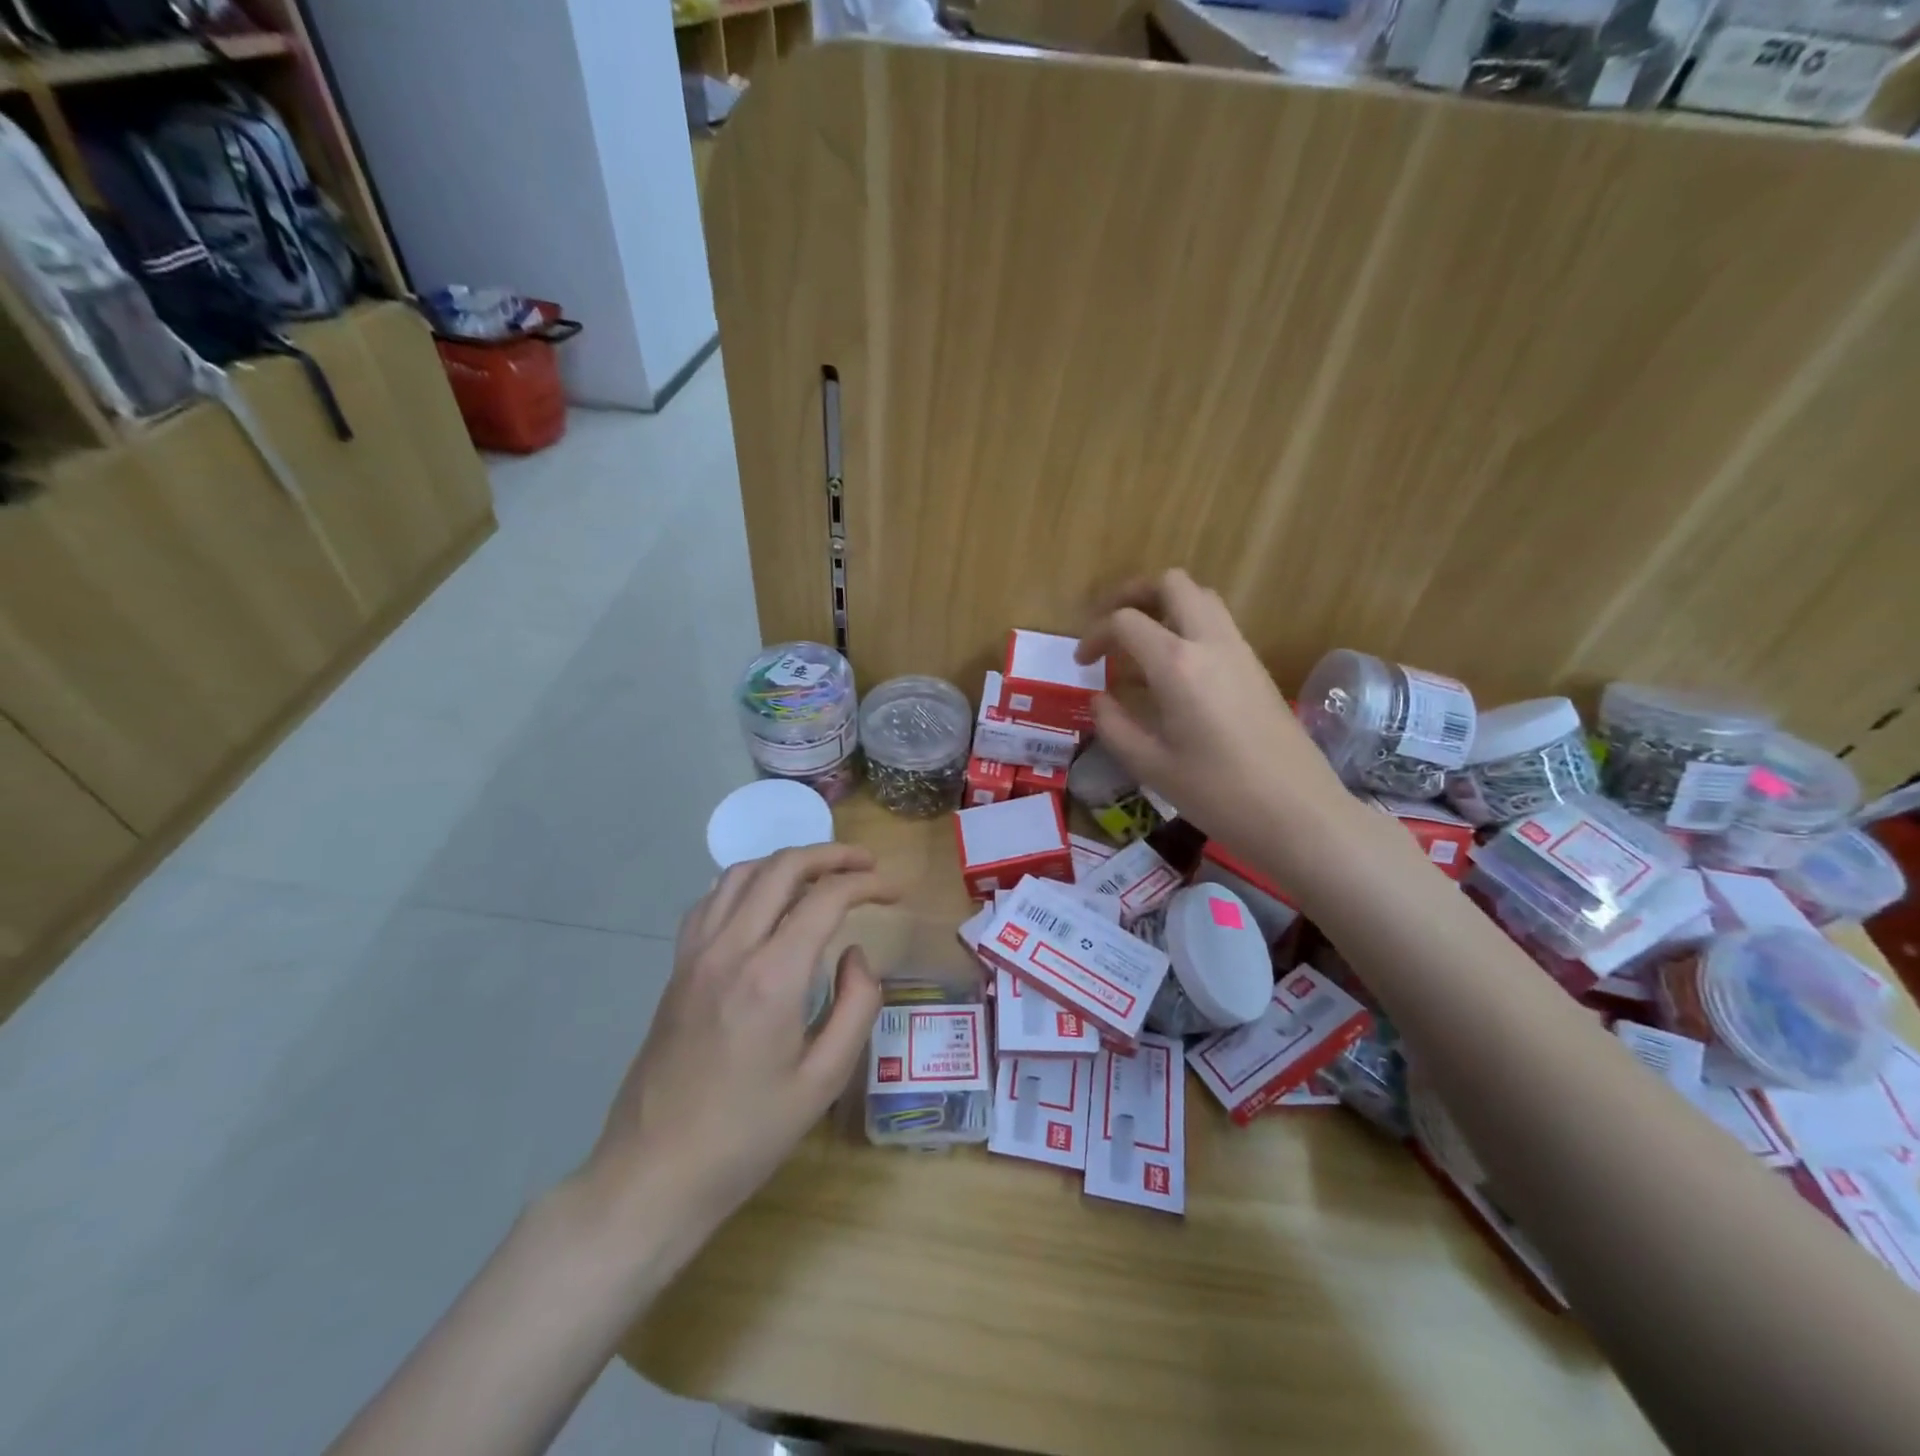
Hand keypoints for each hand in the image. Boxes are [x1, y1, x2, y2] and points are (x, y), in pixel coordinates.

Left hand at [579, 845, 895, 1236]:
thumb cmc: (747, 1136)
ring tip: (821, 874)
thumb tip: (855, 955)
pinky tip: (764, 901)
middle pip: (782, 868)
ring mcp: (695, 953)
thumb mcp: (823, 1081)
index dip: (866, 883)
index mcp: (772, 977)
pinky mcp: (677, 967)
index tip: (893, 890)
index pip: (825, 898)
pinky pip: (712, 899)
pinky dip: (747, 882)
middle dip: (830, 855)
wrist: (653, 1174)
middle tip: (866, 864)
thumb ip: (855, 1006)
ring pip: (742, 873)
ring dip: (787, 862)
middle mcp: (730, 949)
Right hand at [1077, 570, 1358, 889]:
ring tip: (1140, 646)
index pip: (1126, 621)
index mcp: (1177, 664)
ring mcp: (1240, 652)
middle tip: (1111, 626)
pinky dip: (1188, 629)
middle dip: (1134, 594)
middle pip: (1172, 584)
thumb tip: (1100, 699)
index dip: (1095, 635)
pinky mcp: (1257, 669)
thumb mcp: (1151, 766)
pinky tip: (1173, 673)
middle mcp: (1211, 643)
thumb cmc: (1218, 794)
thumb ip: (1115, 726)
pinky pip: (1218, 626)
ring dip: (1165, 607)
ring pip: (1201, 599)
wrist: (1299, 813)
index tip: (1081, 663)